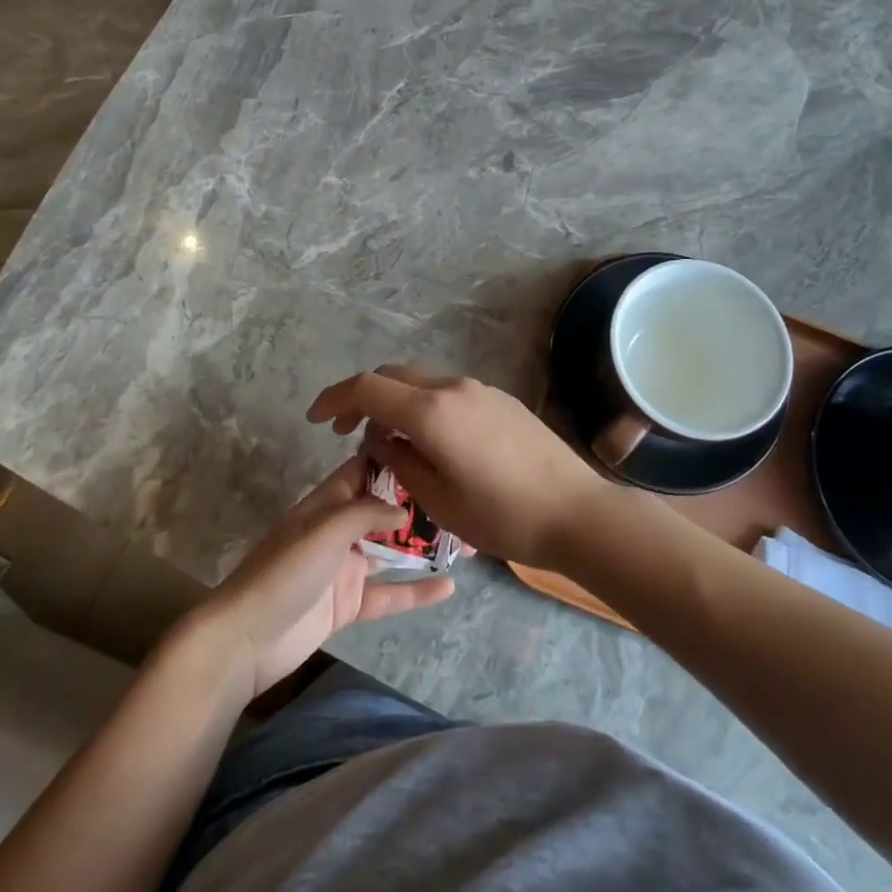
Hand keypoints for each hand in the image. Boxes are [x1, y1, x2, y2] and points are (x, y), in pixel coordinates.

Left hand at [196, 456, 454, 697]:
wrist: (246, 640)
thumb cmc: (285, 572)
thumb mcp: (325, 530)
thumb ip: (367, 513)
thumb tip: (405, 508)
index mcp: (327, 504)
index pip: (363, 470)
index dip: (393, 459)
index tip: (433, 449)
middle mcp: (338, 530)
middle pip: (384, 511)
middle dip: (419, 506)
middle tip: (462, 503)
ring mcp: (344, 568)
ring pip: (391, 550)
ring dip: (423, 546)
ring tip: (466, 542)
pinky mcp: (349, 604)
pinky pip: (389, 593)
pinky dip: (416, 590)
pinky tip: (449, 587)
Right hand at [306, 366, 642, 569]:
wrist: (576, 511)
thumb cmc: (502, 515)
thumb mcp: (437, 500)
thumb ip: (399, 462)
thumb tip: (380, 441)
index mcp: (431, 411)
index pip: (367, 388)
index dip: (334, 399)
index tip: (314, 419)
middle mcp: (453, 388)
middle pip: (393, 377)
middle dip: (363, 397)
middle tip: (347, 432)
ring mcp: (480, 390)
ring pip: (421, 383)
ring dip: (396, 402)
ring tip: (389, 442)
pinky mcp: (500, 400)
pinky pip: (447, 393)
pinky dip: (424, 406)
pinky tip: (430, 441)